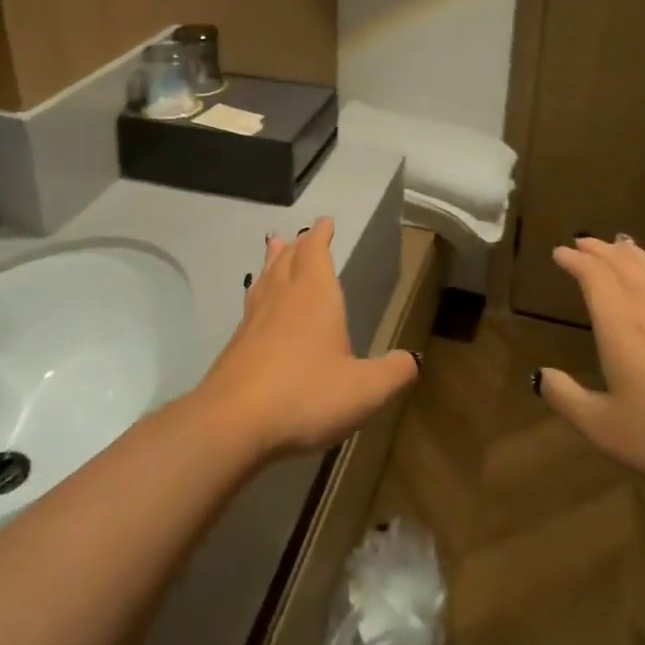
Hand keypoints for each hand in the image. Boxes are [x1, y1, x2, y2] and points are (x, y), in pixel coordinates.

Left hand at [194, 218, 418, 458]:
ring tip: (273, 247)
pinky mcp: (236, 345)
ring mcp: (254, 320)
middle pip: (288, 260)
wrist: (233, 422)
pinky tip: (257, 306)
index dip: (321, 235)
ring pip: (265, 278)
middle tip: (300, 235)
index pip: (316, 252)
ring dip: (272, 261)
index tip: (325, 221)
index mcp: (315, 296)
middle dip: (297, 245)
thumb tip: (411, 360)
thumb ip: (392, 373)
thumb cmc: (306, 395)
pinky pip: (251, 305)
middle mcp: (283, 298)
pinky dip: (258, 293)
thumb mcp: (364, 390)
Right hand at [537, 235, 644, 492]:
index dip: (576, 261)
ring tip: (619, 245)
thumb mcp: (604, 427)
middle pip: (625, 266)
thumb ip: (567, 399)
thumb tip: (539, 376)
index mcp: (621, 326)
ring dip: (631, 255)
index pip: (595, 278)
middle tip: (582, 242)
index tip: (560, 252)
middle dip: (600, 250)